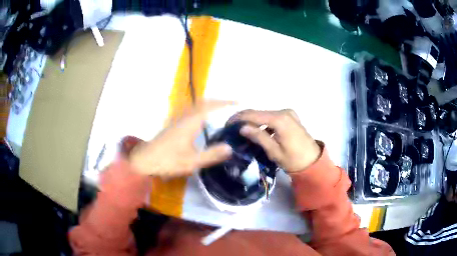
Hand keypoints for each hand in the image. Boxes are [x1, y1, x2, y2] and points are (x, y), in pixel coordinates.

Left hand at [129, 101, 232, 176]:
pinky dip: (201, 110)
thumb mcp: (192, 161)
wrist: (144, 160)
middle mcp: (185, 116)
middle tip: (231, 105)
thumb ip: (211, 155)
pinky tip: (203, 120)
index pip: (211, 106)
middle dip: (218, 101)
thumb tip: (230, 148)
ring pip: (196, 106)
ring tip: (221, 110)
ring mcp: (178, 119)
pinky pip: (191, 111)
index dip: (225, 102)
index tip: (238, 102)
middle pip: (203, 102)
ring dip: (209, 104)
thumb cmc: (167, 160)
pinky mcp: (173, 124)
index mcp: (191, 122)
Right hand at [229, 109, 321, 172]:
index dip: (238, 118)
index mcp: (280, 120)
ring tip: (242, 131)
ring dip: (253, 120)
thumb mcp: (274, 151)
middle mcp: (284, 112)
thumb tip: (242, 127)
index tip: (227, 125)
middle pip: (258, 112)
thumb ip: (258, 136)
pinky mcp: (290, 117)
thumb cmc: (294, 160)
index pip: (253, 114)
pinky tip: (256, 130)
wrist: (313, 161)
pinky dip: (262, 122)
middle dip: (244, 119)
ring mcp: (288, 113)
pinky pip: (272, 117)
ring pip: (264, 114)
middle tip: (232, 128)